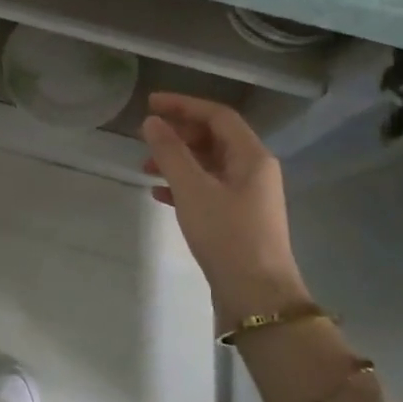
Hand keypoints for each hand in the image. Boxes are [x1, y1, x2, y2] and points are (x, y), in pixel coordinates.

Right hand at [141, 92, 309, 328]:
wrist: (257, 297)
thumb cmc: (227, 236)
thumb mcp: (193, 190)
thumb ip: (170, 153)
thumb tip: (151, 122)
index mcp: (252, 156)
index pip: (218, 115)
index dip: (183, 105)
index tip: (150, 104)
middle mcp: (254, 171)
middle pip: (215, 138)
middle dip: (179, 134)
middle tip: (147, 137)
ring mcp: (248, 197)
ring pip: (209, 166)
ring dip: (178, 161)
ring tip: (146, 168)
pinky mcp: (238, 220)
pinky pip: (208, 190)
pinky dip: (184, 186)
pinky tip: (159, 194)